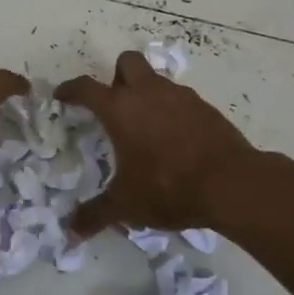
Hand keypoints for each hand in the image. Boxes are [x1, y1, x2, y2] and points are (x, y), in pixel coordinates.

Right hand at [56, 50, 254, 237]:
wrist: (230, 183)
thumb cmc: (168, 187)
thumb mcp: (126, 205)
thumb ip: (95, 215)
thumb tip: (70, 232)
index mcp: (120, 109)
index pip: (86, 88)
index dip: (71, 90)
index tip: (62, 96)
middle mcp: (148, 93)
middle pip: (127, 62)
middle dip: (116, 76)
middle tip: (115, 104)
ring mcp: (180, 96)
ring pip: (156, 79)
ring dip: (147, 93)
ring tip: (146, 126)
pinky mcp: (205, 107)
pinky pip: (181, 99)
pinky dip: (172, 110)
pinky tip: (175, 139)